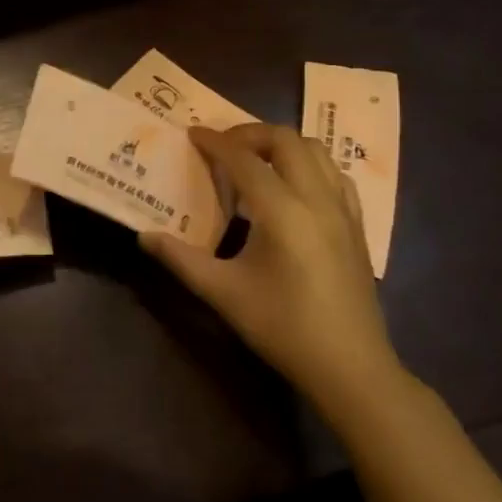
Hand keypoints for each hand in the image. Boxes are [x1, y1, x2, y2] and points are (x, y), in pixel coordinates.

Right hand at [140, 124, 404, 417]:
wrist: (350, 367)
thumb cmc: (283, 328)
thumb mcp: (224, 294)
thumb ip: (181, 259)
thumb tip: (144, 235)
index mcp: (282, 211)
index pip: (244, 159)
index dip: (215, 142)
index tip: (192, 134)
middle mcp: (316, 198)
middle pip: (285, 140)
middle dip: (250, 134)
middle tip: (222, 147)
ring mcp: (342, 209)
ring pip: (315, 150)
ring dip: (282, 145)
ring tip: (255, 161)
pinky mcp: (357, 224)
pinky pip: (335, 174)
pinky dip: (310, 165)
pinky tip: (294, 186)